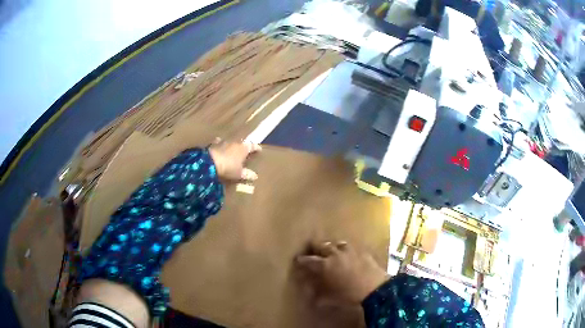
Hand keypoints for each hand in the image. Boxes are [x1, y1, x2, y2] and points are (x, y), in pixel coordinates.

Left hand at [208, 139, 260, 180]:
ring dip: (232, 146)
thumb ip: (247, 174)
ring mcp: (224, 141)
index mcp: (244, 148)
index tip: (259, 150)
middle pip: (242, 143)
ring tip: (232, 150)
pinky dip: (221, 146)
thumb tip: (255, 176)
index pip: (253, 146)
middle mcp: (235, 142)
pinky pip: (219, 143)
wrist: (210, 162)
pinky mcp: (214, 144)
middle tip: (245, 152)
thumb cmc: (228, 168)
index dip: (257, 148)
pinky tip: (219, 148)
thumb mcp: (239, 173)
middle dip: (244, 147)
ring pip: (230, 142)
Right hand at [296, 241, 388, 304]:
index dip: (302, 260)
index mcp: (325, 265)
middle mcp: (335, 254)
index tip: (298, 259)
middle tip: (313, 251)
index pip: (309, 260)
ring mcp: (350, 251)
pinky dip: (347, 251)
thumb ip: (320, 296)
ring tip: (332, 251)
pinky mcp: (362, 252)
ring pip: (337, 243)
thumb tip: (313, 299)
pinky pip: (352, 248)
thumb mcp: (331, 298)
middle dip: (315, 247)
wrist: (375, 288)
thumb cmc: (349, 295)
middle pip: (321, 245)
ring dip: (333, 247)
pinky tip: (349, 255)